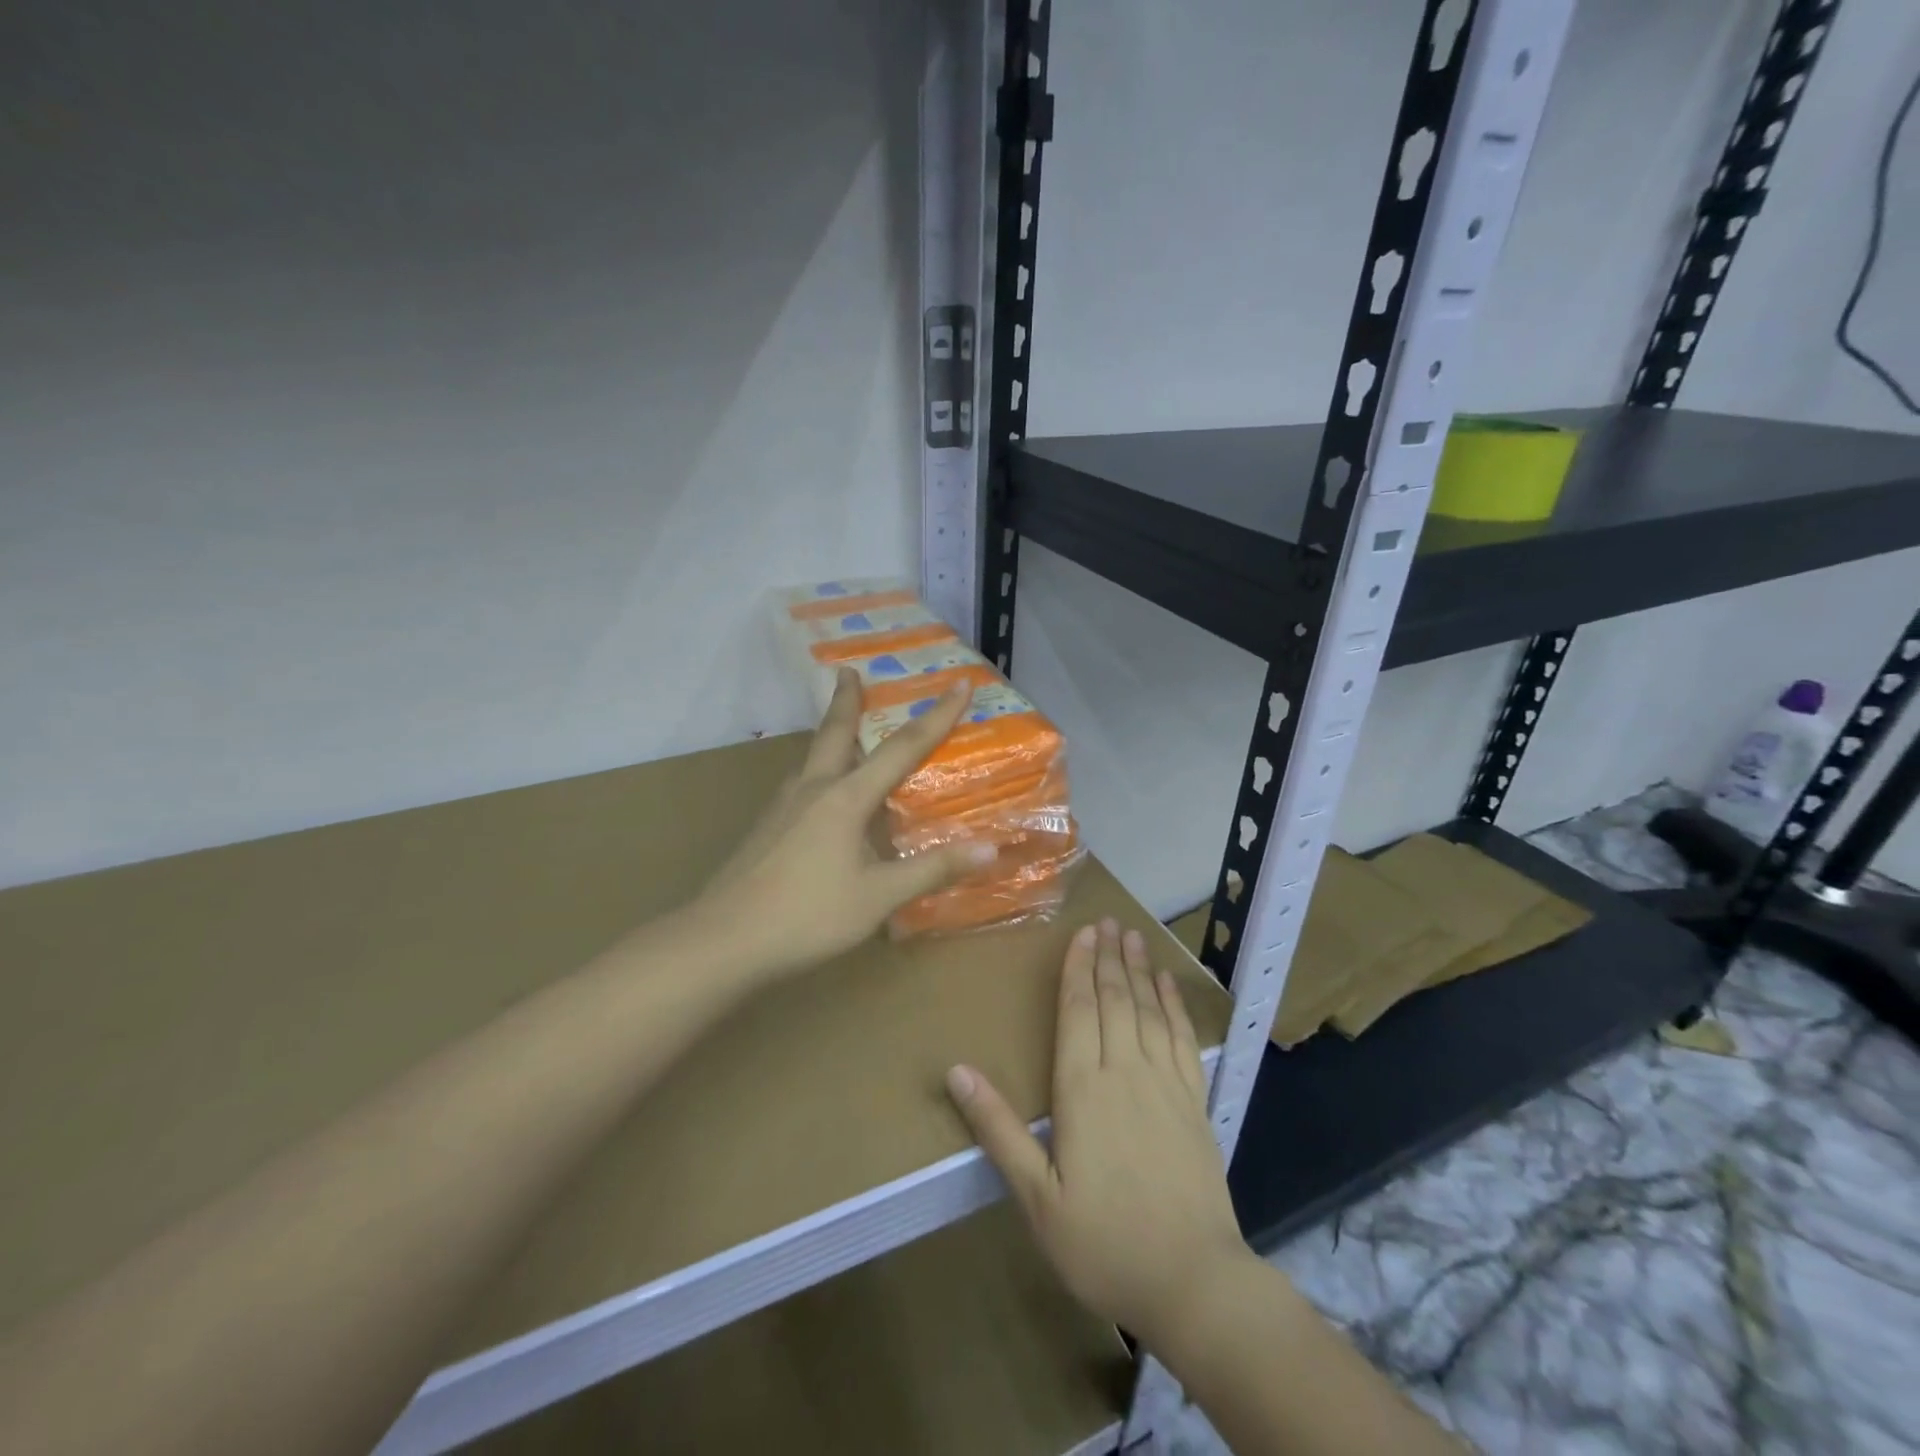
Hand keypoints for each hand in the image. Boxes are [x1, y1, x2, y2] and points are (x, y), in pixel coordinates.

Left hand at [694, 668, 997, 979]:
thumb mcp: (879, 896)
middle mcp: (812, 789)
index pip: (902, 748)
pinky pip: (801, 785)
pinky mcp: (766, 828)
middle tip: (848, 671)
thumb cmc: (809, 916)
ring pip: (813, 757)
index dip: (936, 716)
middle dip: (847, 699)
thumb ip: (932, 870)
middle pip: (835, 732)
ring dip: (831, 735)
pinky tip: (820, 796)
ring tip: (842, 730)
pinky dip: (819, 772)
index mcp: (846, 798)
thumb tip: (990, 850)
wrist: (723, 940)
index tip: (959, 684)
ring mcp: (782, 807)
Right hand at [945, 919, 1254, 1350]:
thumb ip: (998, 1129)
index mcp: (1083, 1090)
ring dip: (1140, 970)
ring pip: (1149, 1010)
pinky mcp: (1195, 1101)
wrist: (1193, 1281)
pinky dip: (1174, 1006)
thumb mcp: (1036, 1197)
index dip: (1078, 969)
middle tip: (1107, 921)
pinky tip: (1168, 986)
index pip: (1078, 1012)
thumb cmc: (1103, 1242)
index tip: (1081, 934)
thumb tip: (956, 1072)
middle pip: (1115, 1000)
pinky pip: (1183, 1039)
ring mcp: (1166, 1084)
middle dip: (1108, 957)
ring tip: (1133, 936)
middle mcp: (1125, 1072)